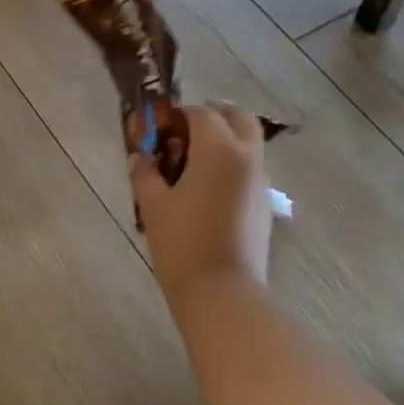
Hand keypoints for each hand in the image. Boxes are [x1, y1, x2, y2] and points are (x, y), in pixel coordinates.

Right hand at [130, 103, 271, 309]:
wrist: (221, 291)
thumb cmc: (181, 242)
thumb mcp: (152, 205)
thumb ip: (145, 173)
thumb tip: (140, 157)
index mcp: (218, 149)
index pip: (201, 113)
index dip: (177, 115)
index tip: (157, 128)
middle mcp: (246, 157)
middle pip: (238, 116)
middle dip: (213, 114)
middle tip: (185, 129)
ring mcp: (260, 181)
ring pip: (248, 142)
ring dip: (225, 139)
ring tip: (192, 161)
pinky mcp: (264, 204)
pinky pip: (250, 168)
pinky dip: (232, 163)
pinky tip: (206, 189)